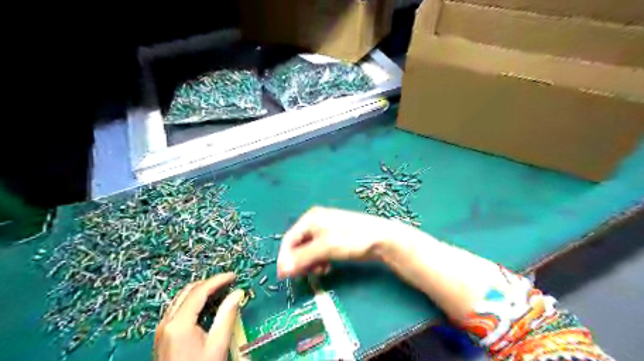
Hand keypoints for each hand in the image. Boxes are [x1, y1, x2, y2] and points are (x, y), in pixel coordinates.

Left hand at [154, 274, 245, 359]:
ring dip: (201, 291)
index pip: (200, 291)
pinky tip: (207, 306)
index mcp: (179, 324)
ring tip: (220, 291)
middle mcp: (167, 322)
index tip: (233, 276)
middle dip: (209, 283)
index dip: (218, 280)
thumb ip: (227, 316)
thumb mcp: (217, 345)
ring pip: (182, 298)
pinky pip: (178, 308)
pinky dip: (193, 301)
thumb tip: (238, 293)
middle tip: (228, 283)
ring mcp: (162, 329)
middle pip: (188, 291)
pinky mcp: (163, 336)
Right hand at [279, 206, 406, 278]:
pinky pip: (319, 252)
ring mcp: (325, 231)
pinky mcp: (333, 240)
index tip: (284, 276)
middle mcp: (315, 223)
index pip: (289, 239)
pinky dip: (319, 261)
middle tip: (304, 276)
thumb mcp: (325, 248)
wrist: (381, 238)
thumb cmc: (351, 239)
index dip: (285, 258)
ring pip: (308, 251)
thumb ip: (302, 258)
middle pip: (298, 245)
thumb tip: (281, 270)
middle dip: (300, 261)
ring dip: (310, 263)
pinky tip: (326, 267)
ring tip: (320, 271)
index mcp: (310, 219)